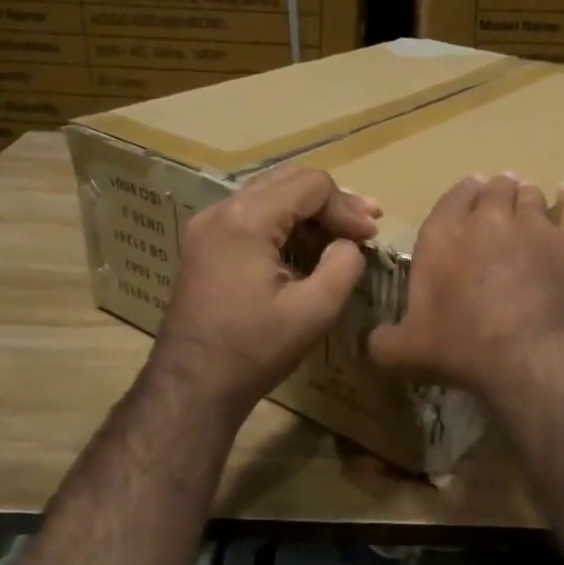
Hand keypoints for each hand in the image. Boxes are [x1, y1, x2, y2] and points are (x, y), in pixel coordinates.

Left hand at [152, 166, 379, 423]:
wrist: (192, 384)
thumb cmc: (254, 350)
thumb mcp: (314, 311)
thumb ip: (344, 267)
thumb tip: (348, 244)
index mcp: (246, 219)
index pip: (310, 185)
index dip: (347, 206)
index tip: (371, 236)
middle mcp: (220, 210)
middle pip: (287, 180)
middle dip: (331, 201)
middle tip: (366, 224)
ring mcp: (205, 226)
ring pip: (268, 194)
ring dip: (308, 209)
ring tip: (344, 231)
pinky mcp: (202, 244)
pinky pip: (250, 214)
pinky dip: (283, 222)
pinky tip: (306, 244)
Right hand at [368, 173, 563, 399]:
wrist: (538, 352)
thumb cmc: (464, 347)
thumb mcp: (406, 353)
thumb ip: (383, 342)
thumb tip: (372, 341)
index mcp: (442, 238)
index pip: (449, 202)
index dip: (459, 197)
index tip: (466, 194)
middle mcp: (488, 220)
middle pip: (493, 192)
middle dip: (493, 191)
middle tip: (497, 195)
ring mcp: (535, 225)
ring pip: (530, 196)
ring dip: (525, 195)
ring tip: (527, 197)